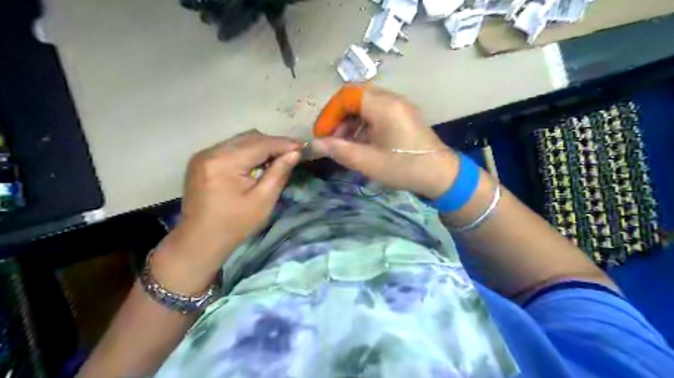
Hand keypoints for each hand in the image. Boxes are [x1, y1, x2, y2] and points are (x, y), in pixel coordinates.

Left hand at [153, 129, 303, 292]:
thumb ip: (279, 172)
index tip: (302, 146)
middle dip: (273, 143)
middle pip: (249, 138)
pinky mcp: (201, 160)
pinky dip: (247, 152)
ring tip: (277, 158)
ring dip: (260, 146)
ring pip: (240, 141)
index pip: (260, 144)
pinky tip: (257, 163)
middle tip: (292, 153)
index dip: (283, 143)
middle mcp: (210, 152)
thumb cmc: (235, 224)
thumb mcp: (263, 200)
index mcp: (224, 163)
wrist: (200, 240)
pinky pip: (230, 148)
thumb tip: (294, 153)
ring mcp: (203, 155)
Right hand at [311, 84, 458, 197]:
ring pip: (365, 104)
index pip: (346, 95)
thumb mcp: (369, 162)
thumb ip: (340, 150)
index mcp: (384, 106)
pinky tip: (359, 143)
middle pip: (355, 97)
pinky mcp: (402, 116)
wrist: (441, 175)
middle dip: (338, 117)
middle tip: (331, 139)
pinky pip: (376, 112)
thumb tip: (315, 144)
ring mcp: (399, 107)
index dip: (329, 114)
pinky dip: (362, 124)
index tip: (322, 135)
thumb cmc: (404, 168)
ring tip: (344, 144)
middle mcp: (391, 99)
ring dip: (350, 121)